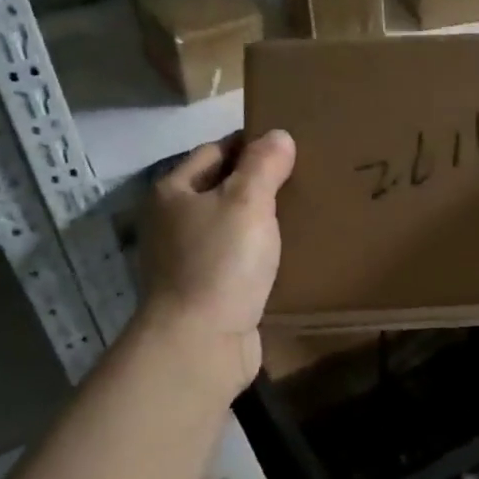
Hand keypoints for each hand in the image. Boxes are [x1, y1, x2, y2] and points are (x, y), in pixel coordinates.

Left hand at [140, 129, 295, 393]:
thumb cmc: (221, 262)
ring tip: (305, 214)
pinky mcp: (206, 291)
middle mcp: (173, 222)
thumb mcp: (247, 202)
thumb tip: (278, 135)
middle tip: (305, 179)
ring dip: (262, 223)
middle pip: (222, 189)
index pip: (216, 151)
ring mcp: (187, 259)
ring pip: (232, 227)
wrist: (201, 343)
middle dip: (260, 184)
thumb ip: (264, 164)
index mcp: (173, 191)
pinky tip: (290, 256)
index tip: (291, 147)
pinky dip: (260, 256)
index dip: (251, 144)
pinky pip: (238, 261)